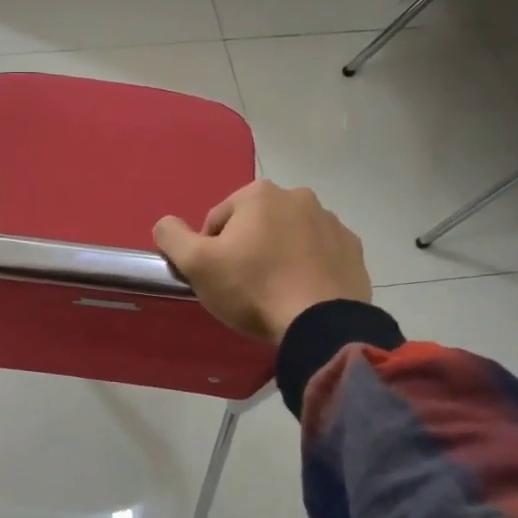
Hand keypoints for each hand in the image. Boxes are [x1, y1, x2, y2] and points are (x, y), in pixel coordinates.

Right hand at [153, 181, 371, 342]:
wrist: (320, 323)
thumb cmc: (252, 288)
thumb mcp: (197, 264)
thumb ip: (172, 237)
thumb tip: (164, 224)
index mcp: (259, 194)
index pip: (218, 221)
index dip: (210, 251)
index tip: (216, 278)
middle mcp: (299, 197)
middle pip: (255, 225)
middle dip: (247, 249)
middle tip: (243, 287)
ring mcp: (331, 222)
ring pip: (289, 238)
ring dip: (278, 257)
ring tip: (274, 293)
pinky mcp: (353, 250)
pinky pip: (319, 255)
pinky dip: (308, 268)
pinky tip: (300, 293)